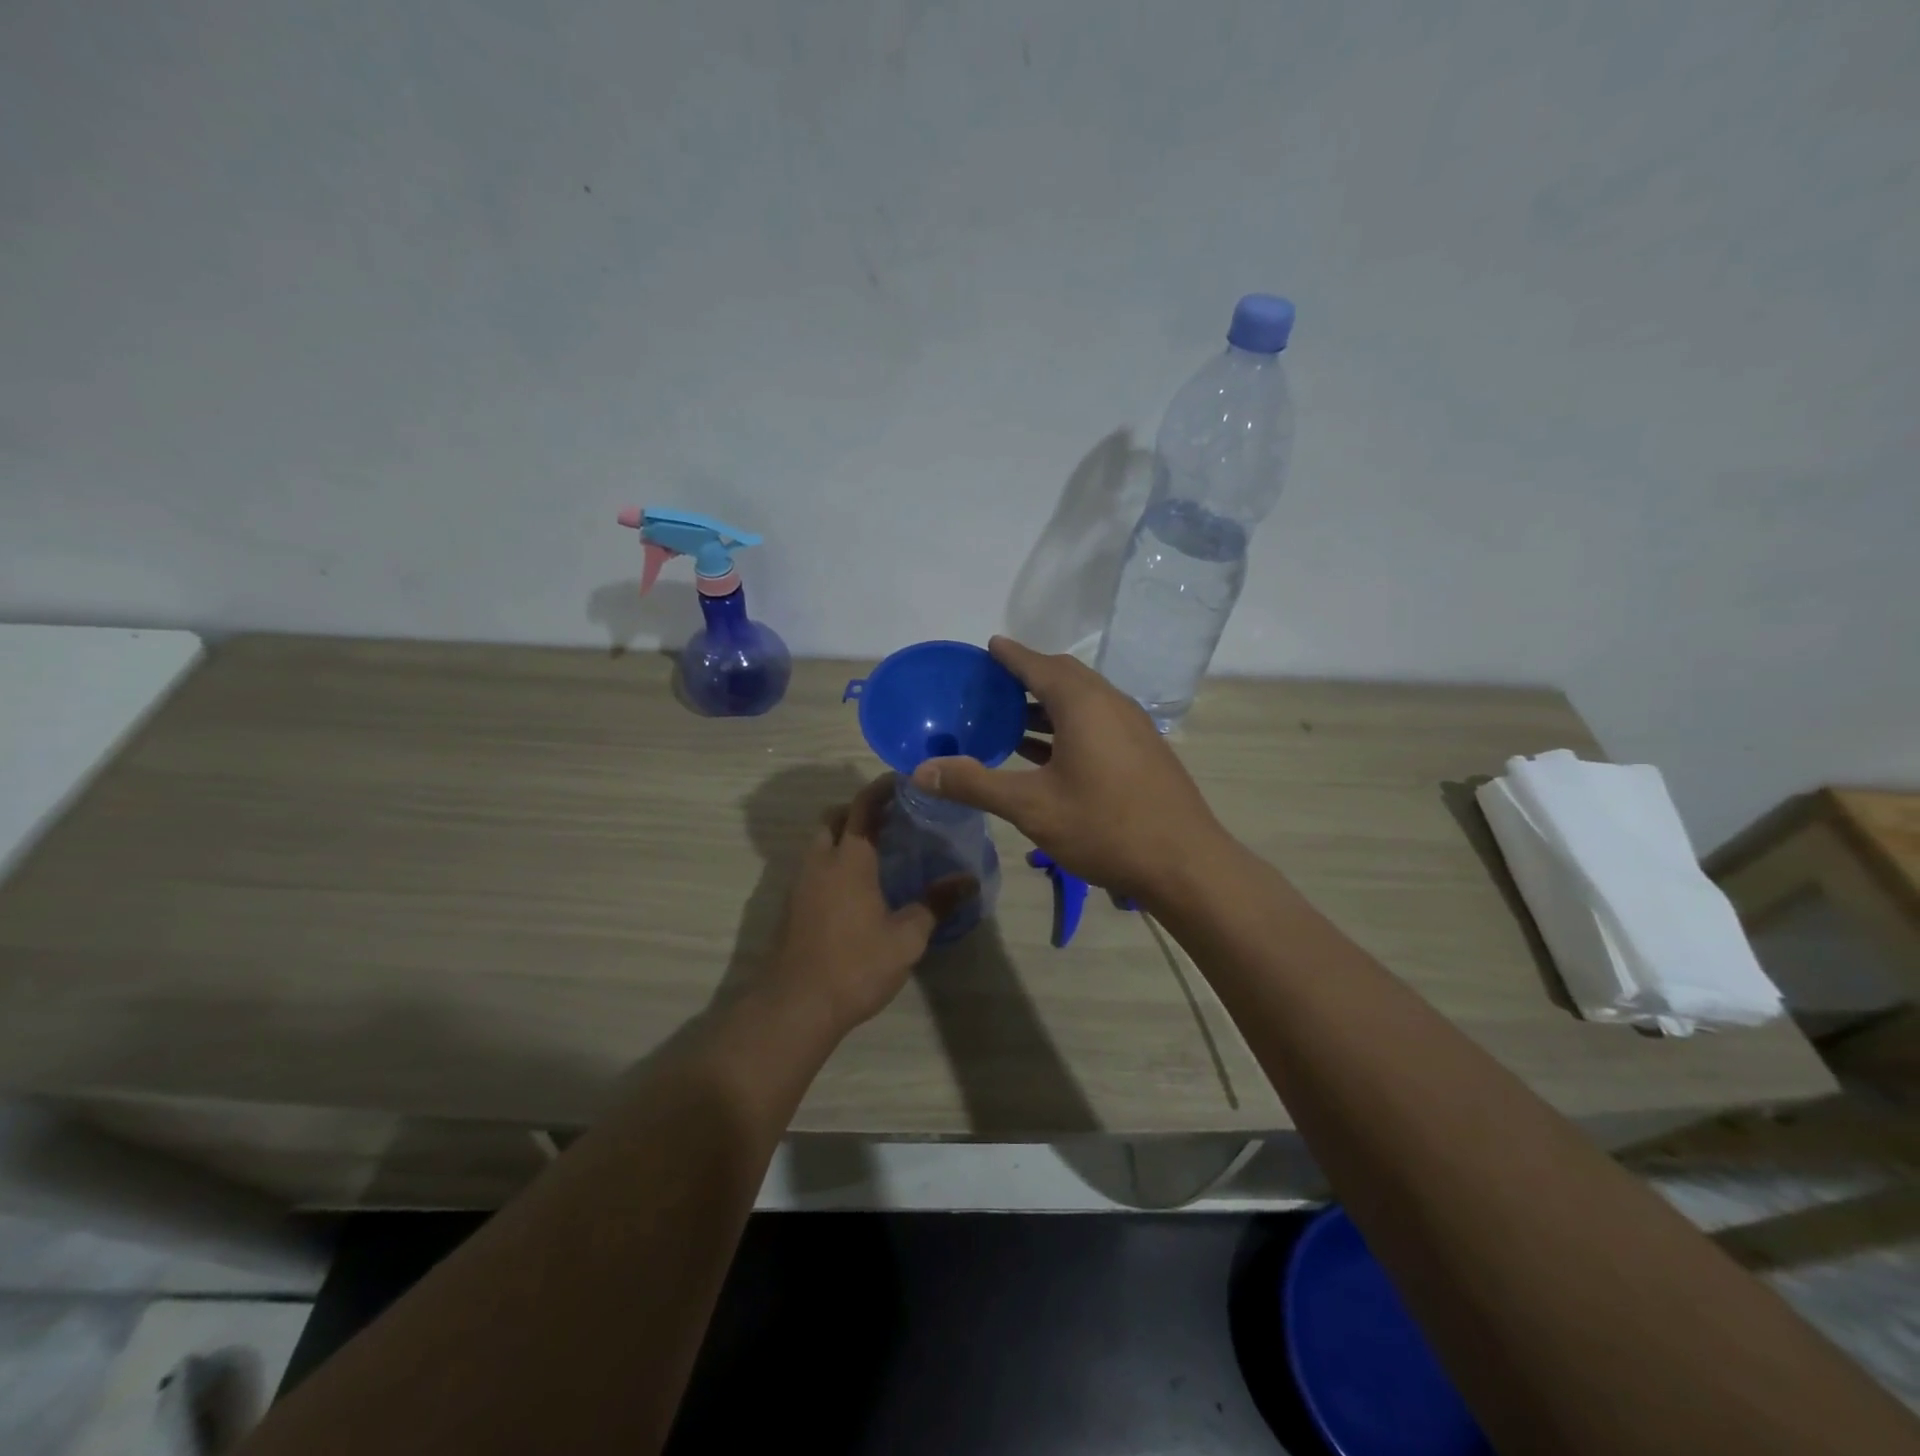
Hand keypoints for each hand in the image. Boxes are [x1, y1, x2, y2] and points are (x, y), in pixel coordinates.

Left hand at [762, 774, 976, 1036]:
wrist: (796, 1006)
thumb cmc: (855, 966)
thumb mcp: (906, 938)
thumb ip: (936, 904)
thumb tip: (968, 880)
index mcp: (849, 860)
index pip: (863, 806)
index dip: (882, 788)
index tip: (903, 780)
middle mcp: (821, 862)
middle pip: (835, 817)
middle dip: (860, 808)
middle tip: (893, 816)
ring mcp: (801, 883)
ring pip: (821, 841)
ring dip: (845, 834)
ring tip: (879, 849)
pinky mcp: (792, 905)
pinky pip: (815, 865)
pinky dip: (835, 858)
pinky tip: (858, 884)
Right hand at [910, 636, 1228, 901]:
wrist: (1185, 863)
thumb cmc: (1104, 827)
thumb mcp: (1031, 807)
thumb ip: (975, 784)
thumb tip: (920, 772)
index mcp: (1083, 704)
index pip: (1038, 664)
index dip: (1010, 655)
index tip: (988, 647)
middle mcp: (1111, 703)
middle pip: (1064, 676)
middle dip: (1028, 675)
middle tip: (993, 686)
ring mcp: (1132, 726)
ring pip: (1083, 701)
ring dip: (1047, 704)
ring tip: (1011, 718)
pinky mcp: (1143, 750)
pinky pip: (1097, 722)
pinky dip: (1067, 725)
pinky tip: (1048, 753)